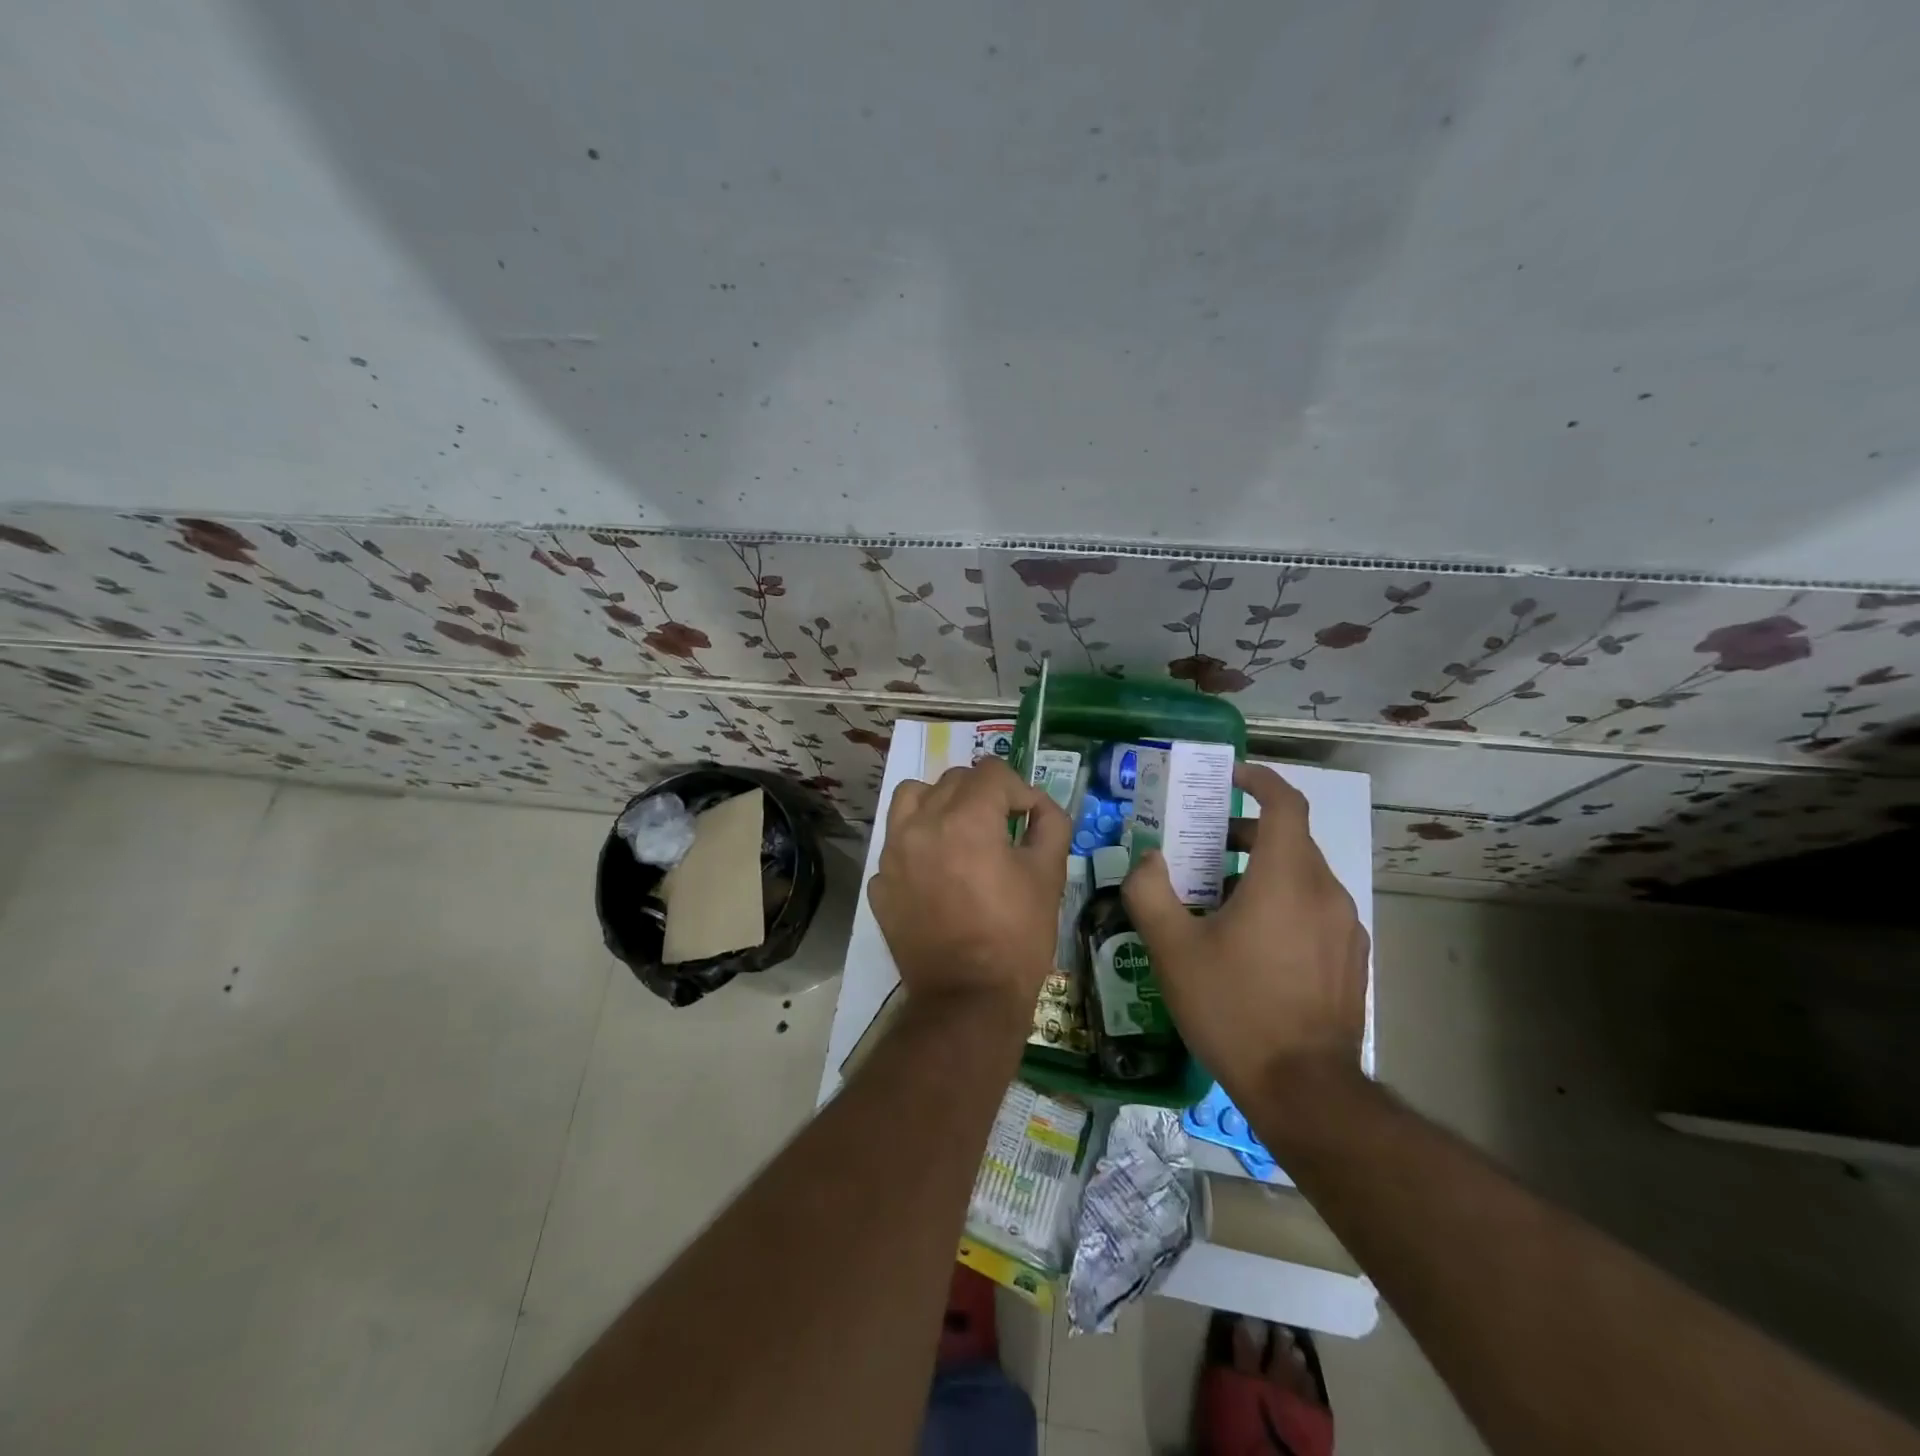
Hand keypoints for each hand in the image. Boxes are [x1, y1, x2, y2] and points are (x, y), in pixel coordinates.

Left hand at [867, 758, 1071, 1022]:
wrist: (967, 1000)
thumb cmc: (1016, 937)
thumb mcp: (1049, 876)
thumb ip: (1050, 826)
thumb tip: (1040, 808)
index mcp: (965, 819)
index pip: (992, 773)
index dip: (1020, 790)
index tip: (1031, 817)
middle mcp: (921, 824)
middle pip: (953, 780)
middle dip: (983, 795)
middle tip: (1003, 827)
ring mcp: (893, 854)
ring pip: (912, 798)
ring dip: (939, 803)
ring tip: (959, 832)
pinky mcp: (880, 883)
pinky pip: (897, 843)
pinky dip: (918, 845)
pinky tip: (937, 874)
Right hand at [1121, 763, 1367, 1097]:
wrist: (1304, 1090)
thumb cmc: (1233, 1008)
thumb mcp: (1172, 948)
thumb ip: (1150, 891)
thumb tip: (1149, 860)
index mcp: (1286, 878)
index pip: (1286, 803)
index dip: (1261, 780)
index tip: (1232, 776)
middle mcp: (1325, 892)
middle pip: (1289, 839)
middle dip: (1245, 832)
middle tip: (1202, 847)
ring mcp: (1346, 927)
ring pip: (1302, 876)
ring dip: (1261, 870)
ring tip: (1218, 899)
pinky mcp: (1352, 958)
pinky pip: (1314, 909)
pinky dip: (1282, 902)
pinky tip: (1251, 943)